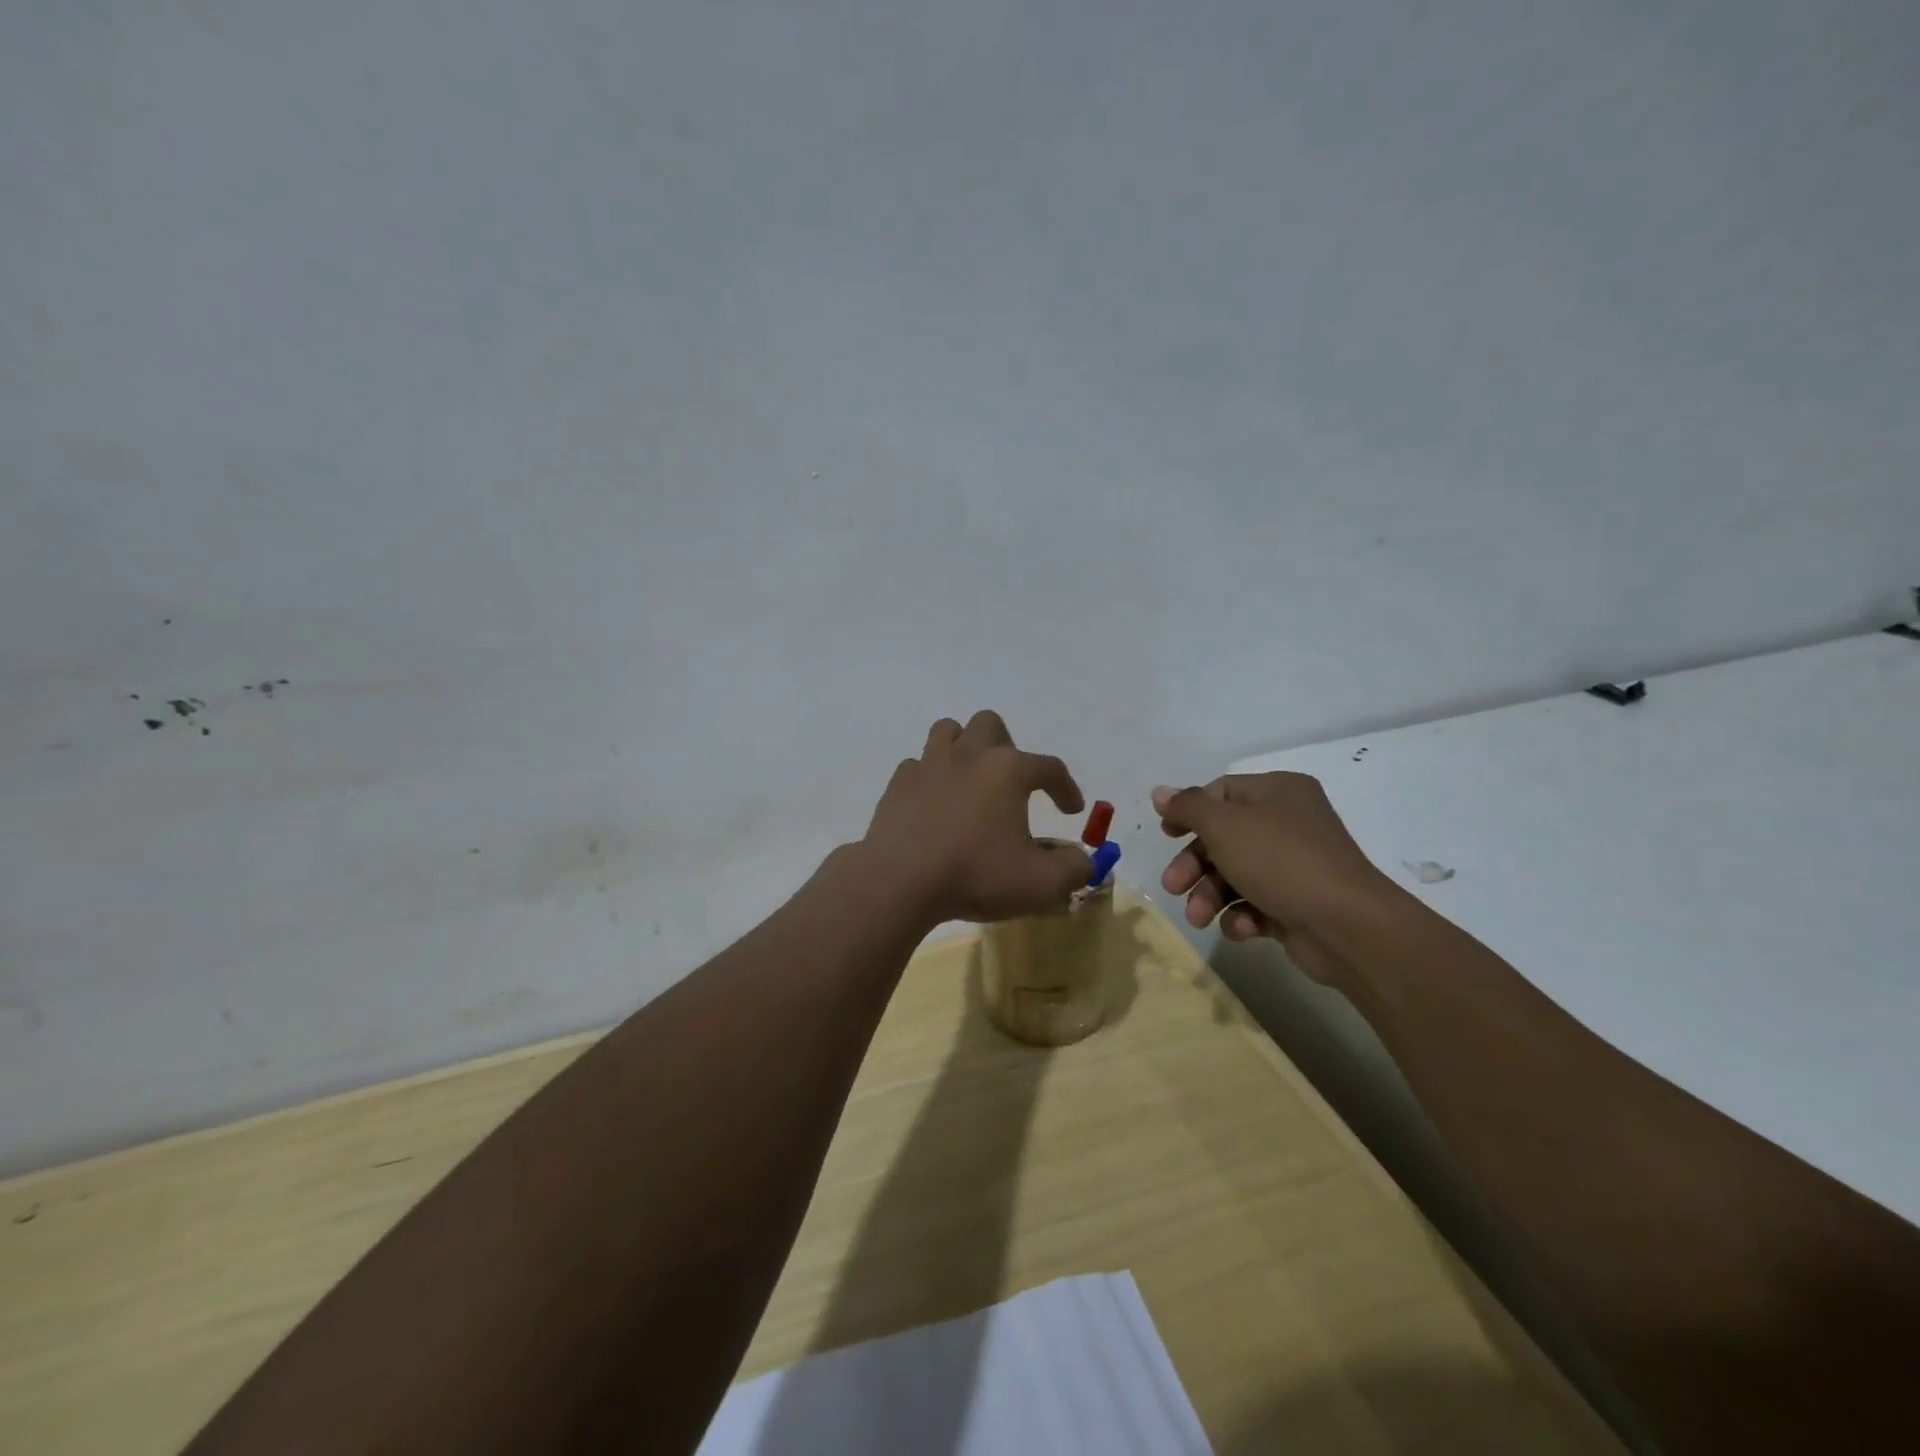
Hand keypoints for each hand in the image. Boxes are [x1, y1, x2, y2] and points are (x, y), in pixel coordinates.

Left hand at [862, 711, 1090, 924]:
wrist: (900, 881)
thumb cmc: (976, 875)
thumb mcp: (1040, 883)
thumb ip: (1073, 868)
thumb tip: (1082, 860)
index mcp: (1008, 770)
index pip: (1049, 767)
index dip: (1066, 787)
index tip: (1070, 810)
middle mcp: (969, 755)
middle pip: (991, 725)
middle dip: (1006, 747)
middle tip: (1011, 783)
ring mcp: (928, 765)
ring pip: (948, 731)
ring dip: (964, 748)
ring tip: (970, 780)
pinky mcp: (898, 784)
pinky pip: (918, 765)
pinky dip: (930, 778)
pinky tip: (934, 805)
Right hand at [1153, 774, 1398, 976]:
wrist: (1347, 927)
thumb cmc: (1281, 861)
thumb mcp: (1225, 825)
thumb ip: (1188, 807)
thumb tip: (1160, 793)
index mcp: (1278, 792)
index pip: (1222, 792)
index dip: (1190, 812)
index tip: (1166, 834)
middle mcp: (1288, 823)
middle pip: (1223, 837)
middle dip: (1194, 865)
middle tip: (1172, 886)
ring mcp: (1295, 866)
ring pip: (1235, 874)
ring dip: (1210, 895)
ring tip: (1199, 918)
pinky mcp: (1297, 904)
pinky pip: (1256, 903)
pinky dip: (1242, 915)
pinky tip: (1242, 928)